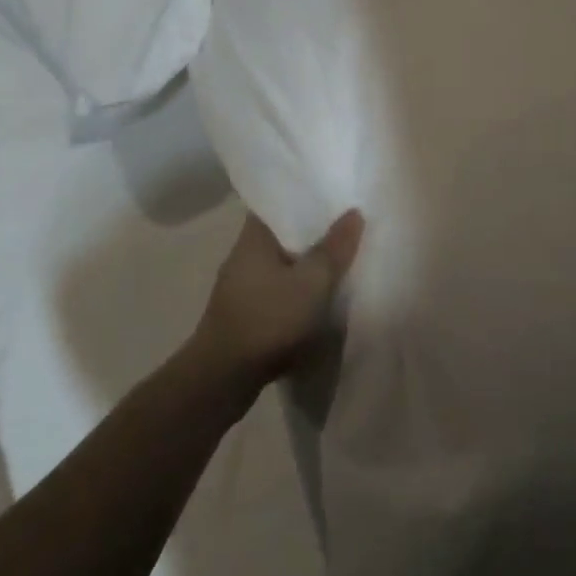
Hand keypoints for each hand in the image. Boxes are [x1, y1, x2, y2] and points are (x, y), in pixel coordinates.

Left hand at [188, 210, 364, 395]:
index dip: (305, 197)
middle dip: (313, 234)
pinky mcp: (245, 316)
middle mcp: (244, 256)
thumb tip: (354, 213)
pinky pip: (279, 293)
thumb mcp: (311, 282)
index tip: (333, 195)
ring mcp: (242, 288)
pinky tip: (320, 301)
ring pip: (283, 266)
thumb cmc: (267, 320)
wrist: (222, 381)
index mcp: (254, 237)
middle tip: (348, 227)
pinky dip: (298, 294)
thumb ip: (334, 248)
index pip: (278, 203)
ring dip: (307, 267)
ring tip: (341, 263)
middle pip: (284, 235)